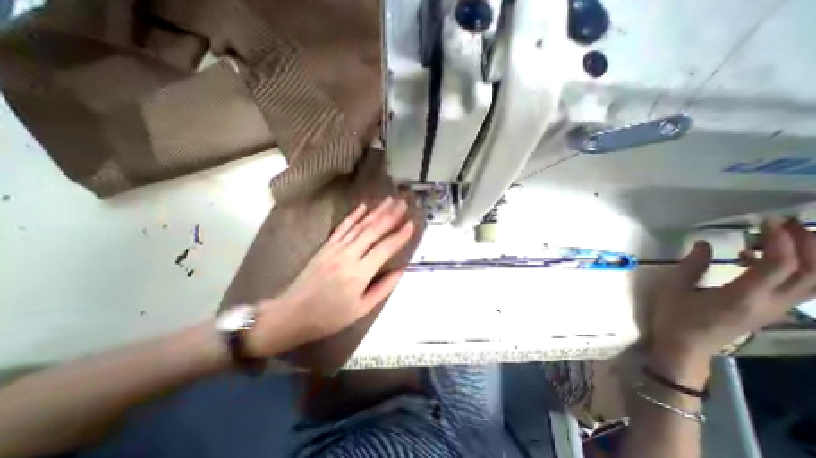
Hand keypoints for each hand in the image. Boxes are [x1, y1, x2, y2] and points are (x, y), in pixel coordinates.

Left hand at [248, 197, 414, 353]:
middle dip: (391, 215)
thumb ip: (383, 288)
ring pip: (360, 225)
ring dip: (376, 211)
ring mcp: (335, 248)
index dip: (400, 235)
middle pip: (373, 230)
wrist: (292, 313)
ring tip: (389, 200)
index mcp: (359, 273)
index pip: (385, 248)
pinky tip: (363, 206)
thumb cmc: (329, 316)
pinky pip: (343, 227)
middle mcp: (348, 255)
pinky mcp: (326, 246)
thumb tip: (400, 270)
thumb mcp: (361, 309)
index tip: (412, 223)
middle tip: (403, 202)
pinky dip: (354, 215)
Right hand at [655, 220, 815, 358]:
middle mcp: (771, 303)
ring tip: (783, 237)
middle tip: (787, 224)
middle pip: (812, 273)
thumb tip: (705, 244)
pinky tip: (760, 259)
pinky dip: (794, 268)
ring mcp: (775, 309)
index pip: (778, 265)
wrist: (685, 346)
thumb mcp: (674, 289)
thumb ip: (692, 266)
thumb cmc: (675, 317)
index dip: (781, 241)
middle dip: (809, 245)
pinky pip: (798, 287)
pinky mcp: (771, 311)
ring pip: (813, 282)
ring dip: (810, 257)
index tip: (768, 222)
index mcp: (743, 297)